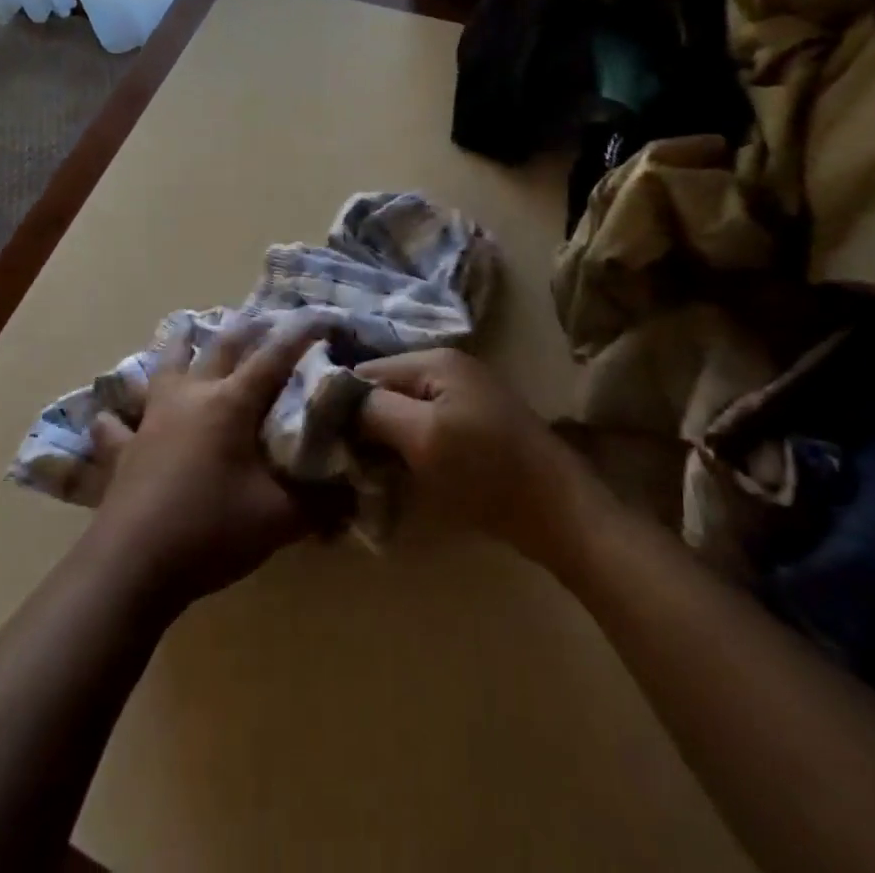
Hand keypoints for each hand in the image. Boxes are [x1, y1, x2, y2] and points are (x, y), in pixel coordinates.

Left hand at [83, 314, 326, 607]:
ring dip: (178, 347)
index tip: (320, 317)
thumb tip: (352, 497)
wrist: (133, 565)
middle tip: (261, 318)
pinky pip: (115, 425)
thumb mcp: (279, 520)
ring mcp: (152, 419)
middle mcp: (191, 397)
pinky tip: (108, 416)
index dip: (299, 336)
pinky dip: (115, 417)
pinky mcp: (123, 449)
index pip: (274, 358)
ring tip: (184, 330)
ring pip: (164, 367)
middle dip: (245, 330)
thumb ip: (320, 504)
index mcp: (231, 404)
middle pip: (220, 349)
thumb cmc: (211, 530)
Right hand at [357, 348, 586, 563]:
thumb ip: (375, 411)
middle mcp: (447, 369)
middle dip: (360, 423)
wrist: (559, 512)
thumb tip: (334, 397)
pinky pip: (424, 430)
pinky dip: (406, 450)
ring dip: (382, 441)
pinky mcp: (472, 427)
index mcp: (435, 361)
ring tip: (358, 473)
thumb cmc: (486, 471)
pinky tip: (393, 476)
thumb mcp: (423, 437)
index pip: (367, 371)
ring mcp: (463, 398)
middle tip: (335, 462)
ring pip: (402, 413)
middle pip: (385, 390)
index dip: (338, 402)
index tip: (314, 439)